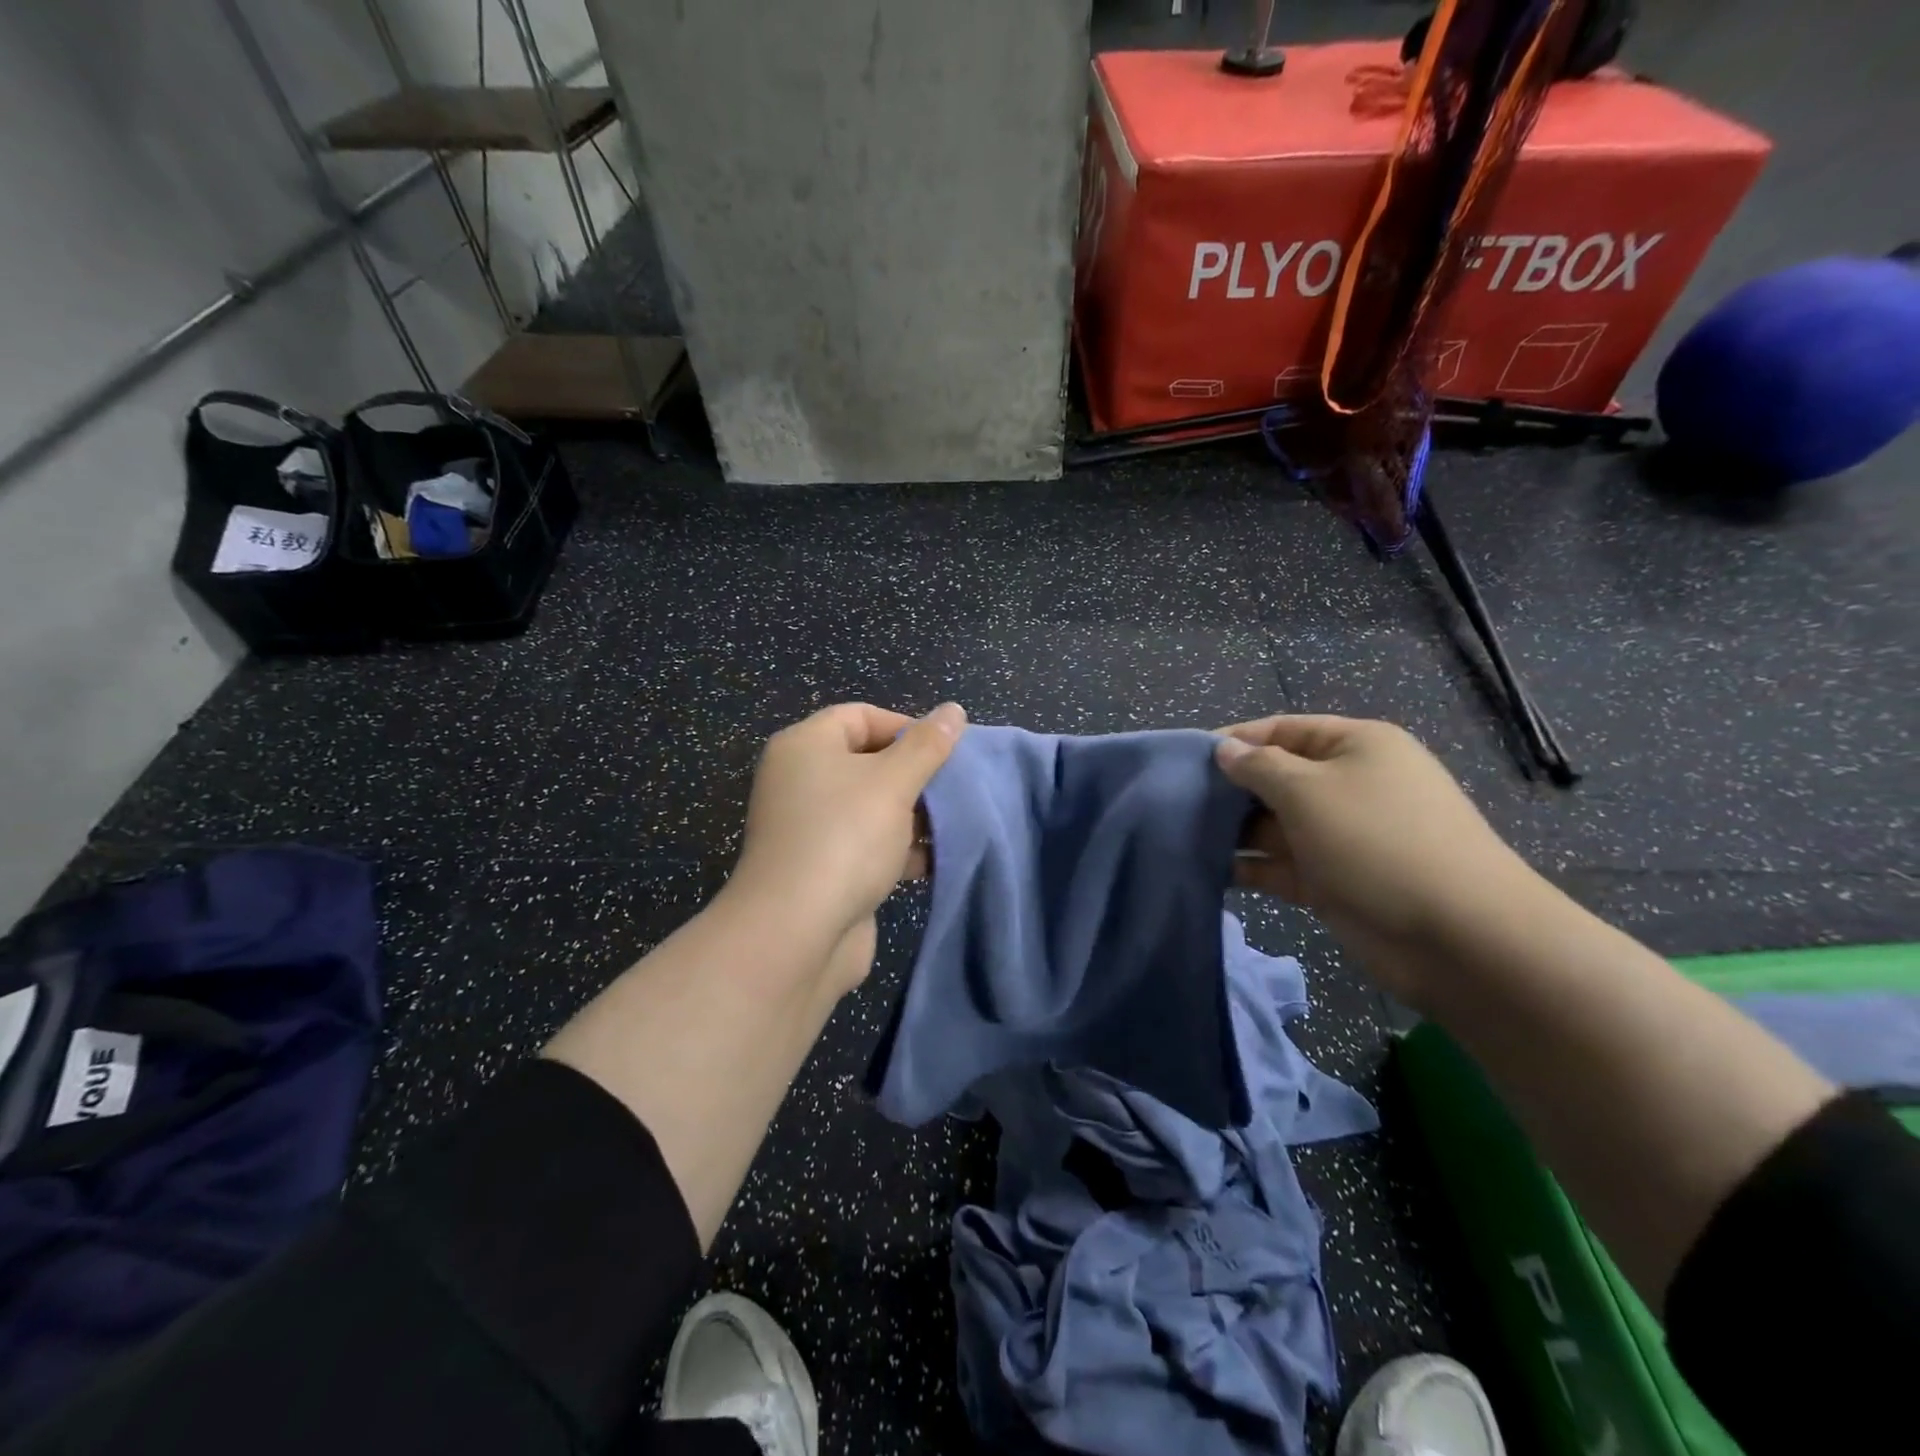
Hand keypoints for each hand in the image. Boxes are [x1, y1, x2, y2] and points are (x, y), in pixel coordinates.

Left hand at [728, 702, 965, 990]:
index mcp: (805, 746)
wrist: (796, 934)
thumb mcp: (893, 782)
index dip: (906, 726)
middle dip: (916, 775)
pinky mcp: (824, 868)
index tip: (946, 751)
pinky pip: (869, 845)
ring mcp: (811, 828)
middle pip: (869, 762)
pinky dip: (900, 849)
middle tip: (956, 788)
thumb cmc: (845, 838)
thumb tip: (953, 710)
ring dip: (914, 816)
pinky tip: (937, 860)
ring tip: (956, 824)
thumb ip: (926, 746)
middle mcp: (801, 781)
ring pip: (873, 807)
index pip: (860, 716)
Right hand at [1215, 714, 1541, 965]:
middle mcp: (1350, 785)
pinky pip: (1284, 864)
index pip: (1283, 729)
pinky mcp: (1336, 880)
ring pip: (1276, 825)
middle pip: (1277, 777)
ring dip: (1235, 832)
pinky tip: (1211, 872)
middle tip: (1177, 804)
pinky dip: (1252, 868)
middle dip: (1230, 790)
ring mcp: (1344, 836)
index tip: (1186, 760)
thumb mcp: (1308, 790)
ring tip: (1183, 838)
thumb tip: (1225, 750)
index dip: (1235, 741)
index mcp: (1355, 746)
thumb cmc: (1377, 842)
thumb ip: (1258, 767)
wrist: (1459, 938)